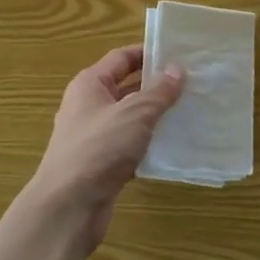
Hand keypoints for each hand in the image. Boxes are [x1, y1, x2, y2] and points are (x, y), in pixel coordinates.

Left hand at [17, 45, 183, 258]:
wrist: (68, 206)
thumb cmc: (99, 148)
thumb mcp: (134, 114)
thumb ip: (158, 92)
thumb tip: (176, 69)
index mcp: (89, 85)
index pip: (121, 58)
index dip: (147, 53)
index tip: (178, 53)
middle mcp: (88, 106)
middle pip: (125, 87)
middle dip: (155, 86)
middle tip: (191, 84)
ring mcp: (93, 136)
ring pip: (129, 118)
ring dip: (155, 116)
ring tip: (189, 112)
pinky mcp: (101, 164)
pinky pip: (129, 145)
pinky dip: (148, 144)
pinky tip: (173, 146)